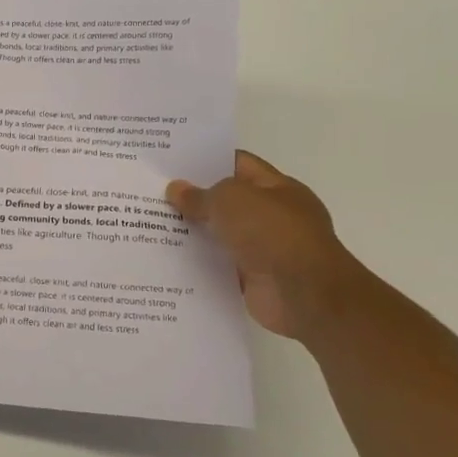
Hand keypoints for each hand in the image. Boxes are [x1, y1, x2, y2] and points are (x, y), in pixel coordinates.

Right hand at [166, 151, 367, 340]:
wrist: (305, 295)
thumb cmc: (273, 233)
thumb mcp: (231, 200)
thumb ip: (200, 195)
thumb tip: (176, 190)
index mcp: (277, 188)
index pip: (238, 164)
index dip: (206, 161)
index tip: (171, 163)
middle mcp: (274, 216)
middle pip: (227, 201)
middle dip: (194, 198)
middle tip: (153, 193)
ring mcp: (265, 249)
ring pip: (221, 234)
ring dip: (194, 232)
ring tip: (152, 225)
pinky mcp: (254, 279)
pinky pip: (220, 265)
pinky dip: (200, 263)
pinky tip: (168, 258)